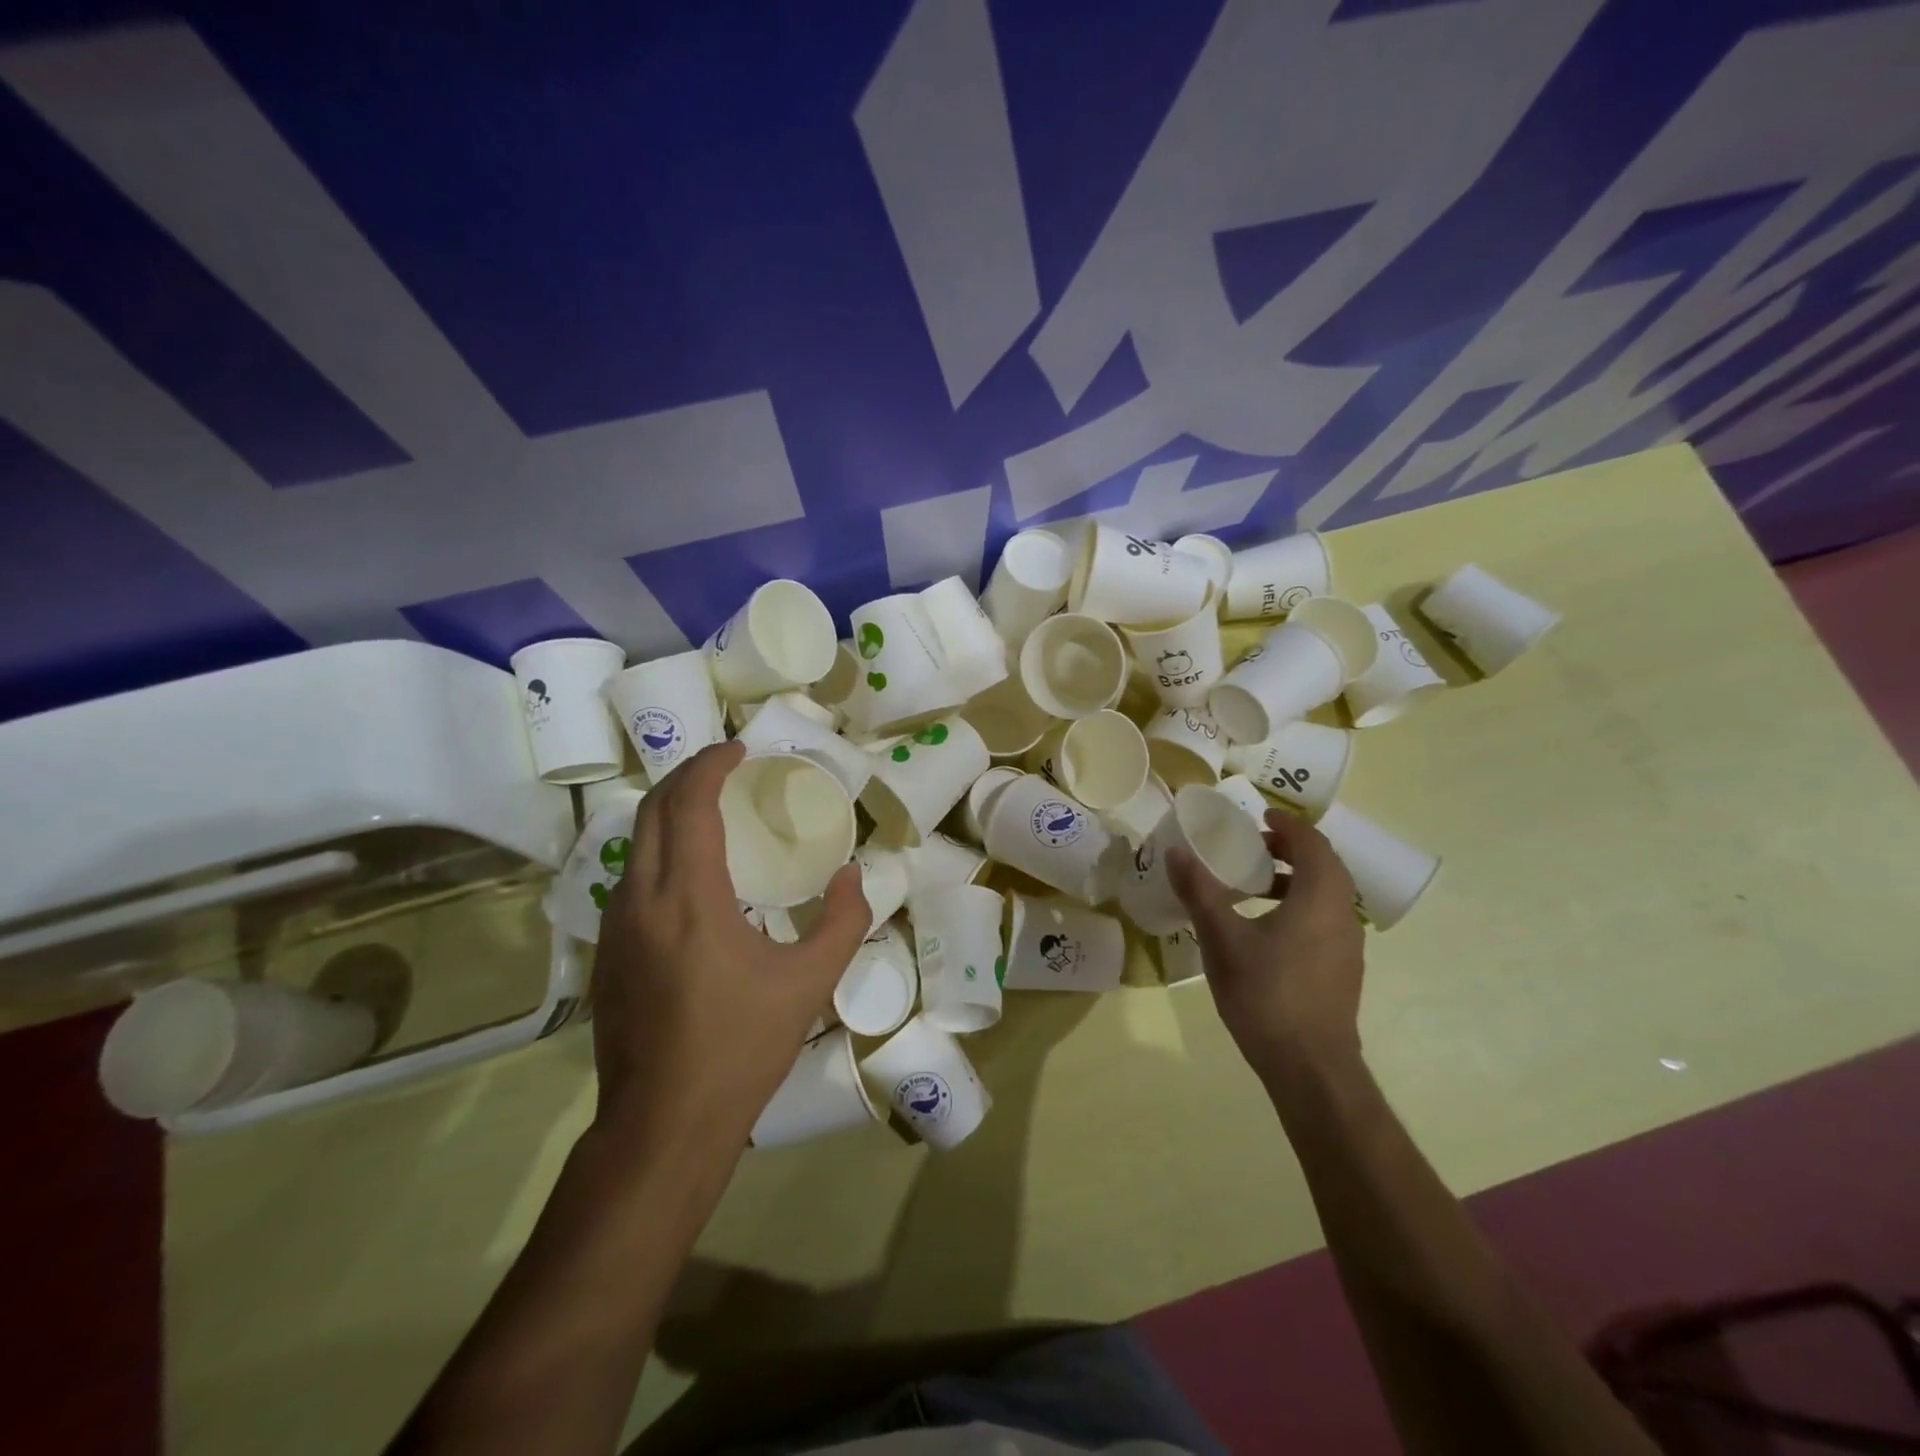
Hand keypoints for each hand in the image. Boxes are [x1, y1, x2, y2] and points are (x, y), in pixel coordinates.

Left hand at [588, 741, 868, 1148]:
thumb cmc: (741, 1048)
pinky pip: (631, 877)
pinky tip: (692, 874)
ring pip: (634, 843)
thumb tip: (852, 874)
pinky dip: (659, 849)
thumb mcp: (810, 981)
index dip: (710, 766)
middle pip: (652, 811)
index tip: (739, 750)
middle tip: (726, 769)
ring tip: (712, 812)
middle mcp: (640, 899)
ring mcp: (615, 927)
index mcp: (688, 897)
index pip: (687, 804)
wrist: (663, 1125)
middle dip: (686, 777)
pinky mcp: (607, 953)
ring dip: (669, 812)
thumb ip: (841, 919)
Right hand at [1167, 807, 1366, 1084]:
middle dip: (1289, 849)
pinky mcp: (1343, 969)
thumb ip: (1200, 891)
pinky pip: (1324, 918)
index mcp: (1320, 898)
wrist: (1310, 1068)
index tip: (1259, 816)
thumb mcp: (1222, 939)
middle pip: (1323, 866)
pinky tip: (1263, 928)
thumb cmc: (1266, 994)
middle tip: (1251, 846)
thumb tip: (1177, 852)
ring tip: (1251, 886)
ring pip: (1325, 894)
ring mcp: (1347, 945)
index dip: (1287, 824)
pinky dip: (1298, 905)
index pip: (1313, 843)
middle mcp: (1342, 914)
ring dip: (1292, 878)